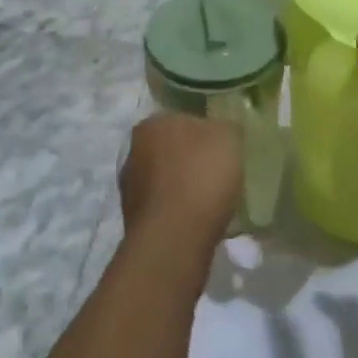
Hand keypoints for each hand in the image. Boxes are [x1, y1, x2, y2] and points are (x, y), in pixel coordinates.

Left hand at [119, 113, 241, 252]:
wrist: (174, 238)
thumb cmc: (200, 175)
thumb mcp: (228, 137)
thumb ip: (225, 127)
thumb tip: (223, 130)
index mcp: (152, 123)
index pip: (182, 120)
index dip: (204, 134)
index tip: (222, 150)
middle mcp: (134, 150)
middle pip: (171, 150)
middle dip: (190, 160)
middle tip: (217, 175)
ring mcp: (129, 187)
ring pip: (165, 180)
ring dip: (182, 188)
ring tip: (210, 203)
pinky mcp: (133, 220)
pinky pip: (163, 208)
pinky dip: (178, 213)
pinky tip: (197, 222)